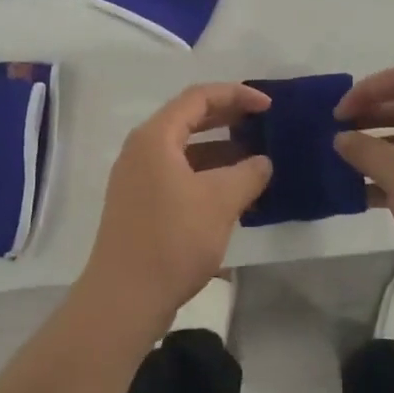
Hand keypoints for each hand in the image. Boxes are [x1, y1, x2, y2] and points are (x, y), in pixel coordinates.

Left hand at [77, 83, 272, 329]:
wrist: (125, 297)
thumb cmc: (173, 240)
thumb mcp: (220, 202)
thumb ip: (247, 173)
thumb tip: (262, 162)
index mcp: (155, 138)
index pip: (198, 98)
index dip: (236, 95)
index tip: (268, 106)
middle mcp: (141, 151)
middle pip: (188, 120)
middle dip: (228, 119)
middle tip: (263, 124)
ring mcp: (137, 179)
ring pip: (184, 151)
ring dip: (219, 151)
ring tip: (255, 161)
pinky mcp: (140, 205)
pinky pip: (178, 175)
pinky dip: (206, 176)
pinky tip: (232, 194)